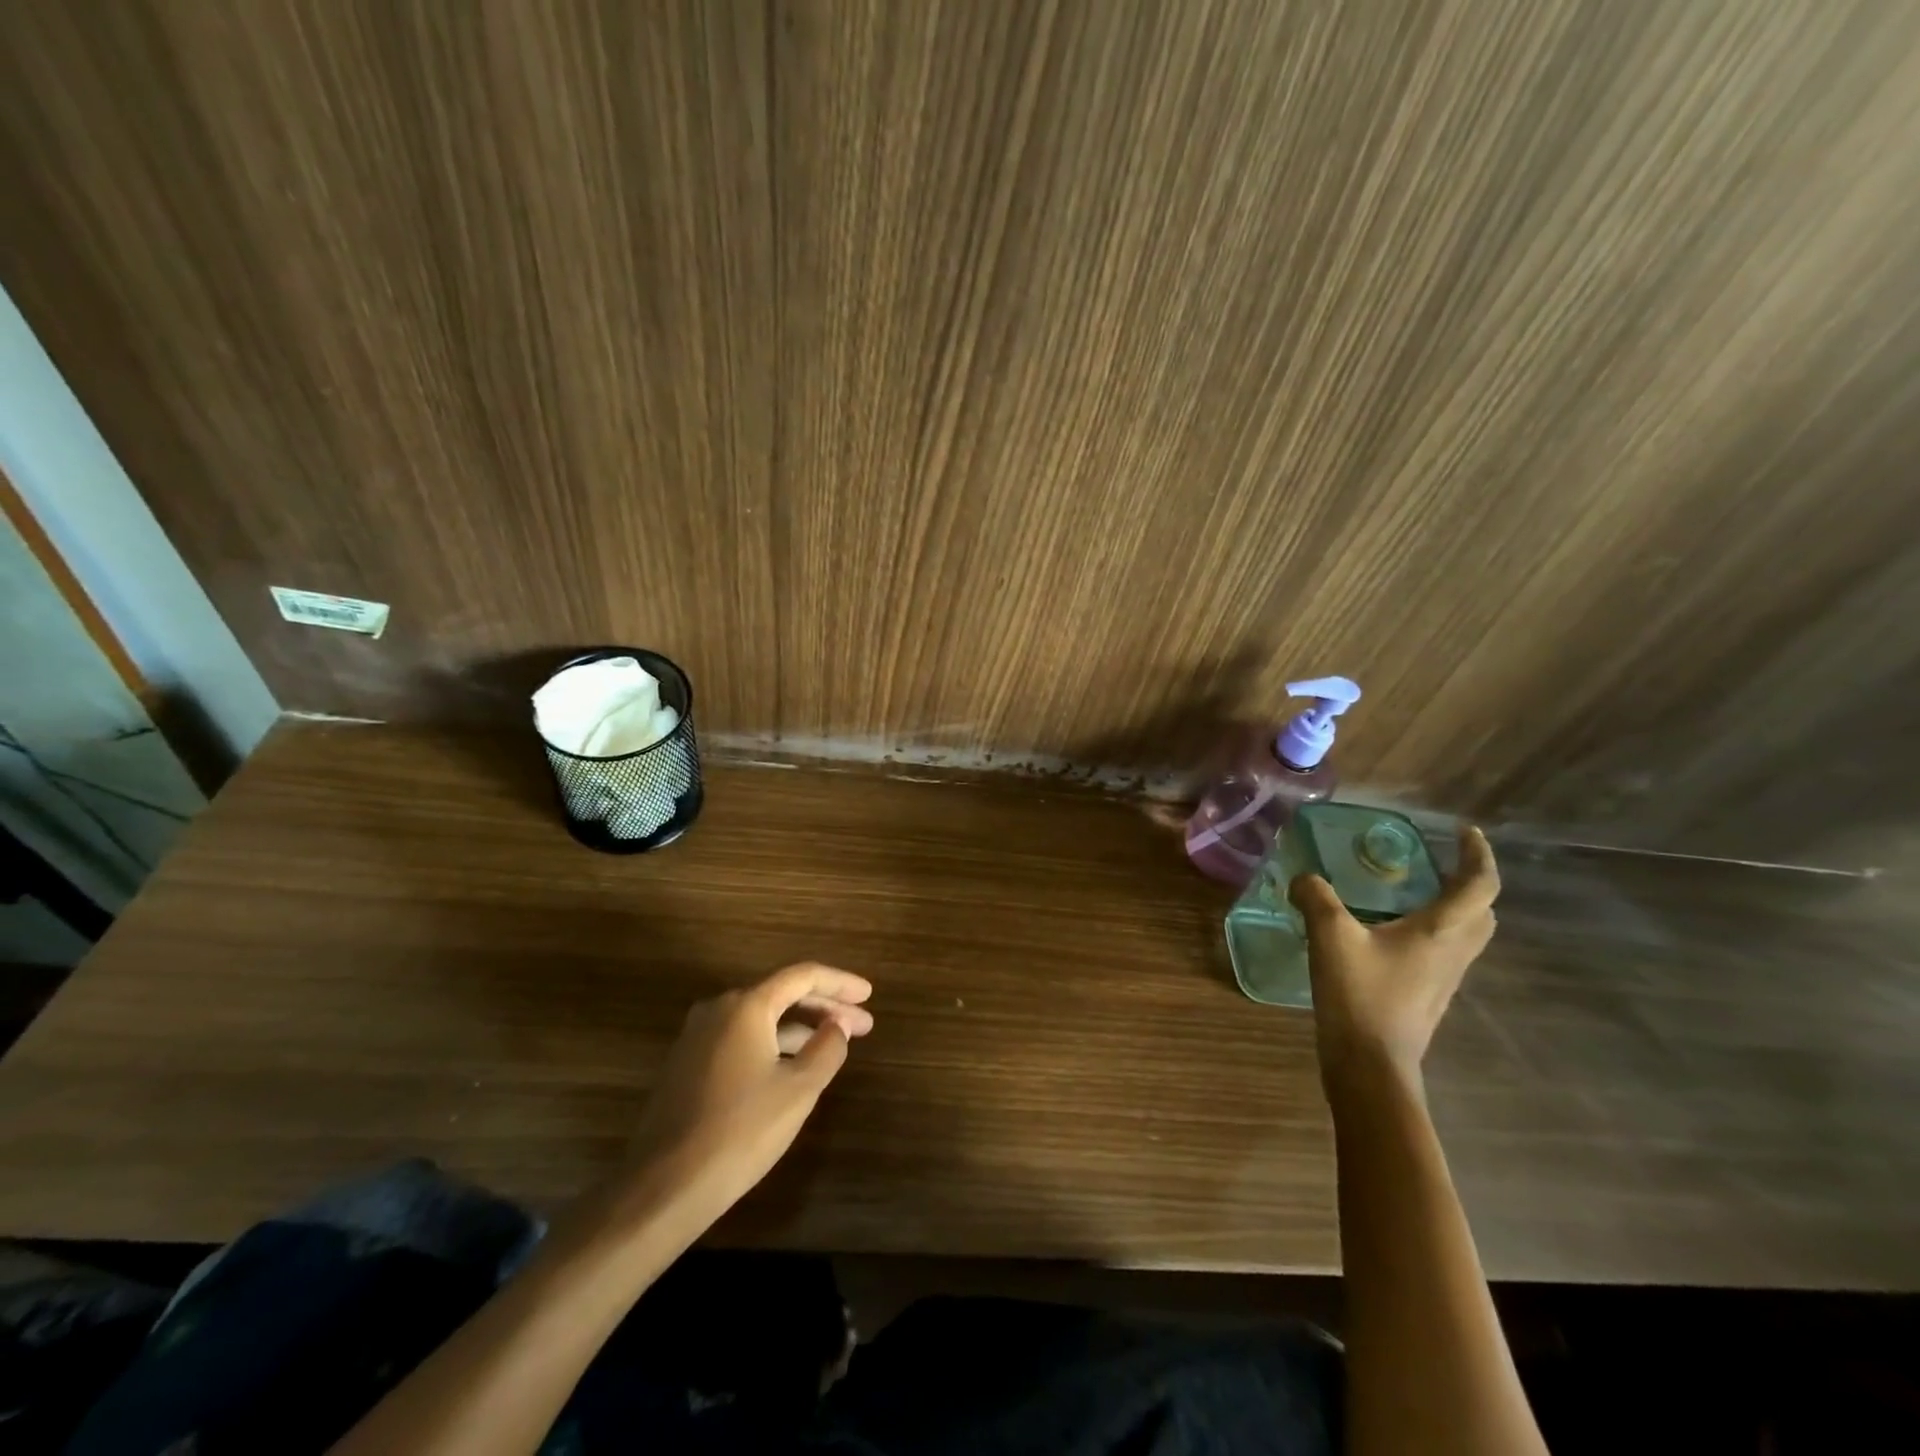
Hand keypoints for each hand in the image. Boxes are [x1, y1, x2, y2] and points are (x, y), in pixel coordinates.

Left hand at [624, 963, 873, 1220]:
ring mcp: (697, 1036)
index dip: (840, 983)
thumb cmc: (740, 1131)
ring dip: (800, 1027)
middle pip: (782, 994)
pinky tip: (792, 1065)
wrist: (663, 1187)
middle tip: (862, 1024)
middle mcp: (719, 1009)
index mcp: (747, 1005)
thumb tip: (838, 1026)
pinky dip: (773, 1043)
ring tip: (834, 1045)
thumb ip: (827, 1048)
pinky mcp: (686, 1064)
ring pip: (761, 1019)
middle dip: (824, 1007)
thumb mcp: (799, 1090)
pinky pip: (741, 1039)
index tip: (869, 995)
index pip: (803, 976)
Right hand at [1289, 826, 1499, 1083]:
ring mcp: (1444, 978)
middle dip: (1469, 881)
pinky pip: (1443, 952)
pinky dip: (1432, 931)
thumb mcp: (1331, 937)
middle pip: (1482, 911)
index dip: (1478, 854)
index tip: (1465, 831)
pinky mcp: (1428, 995)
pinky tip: (1391, 932)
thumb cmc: (1360, 995)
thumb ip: (1316, 898)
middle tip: (1439, 861)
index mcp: (1441, 931)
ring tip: (1416, 891)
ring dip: (1454, 907)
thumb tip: (1303, 877)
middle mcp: (1453, 952)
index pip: (1480, 884)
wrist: (1370, 1065)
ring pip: (1466, 934)